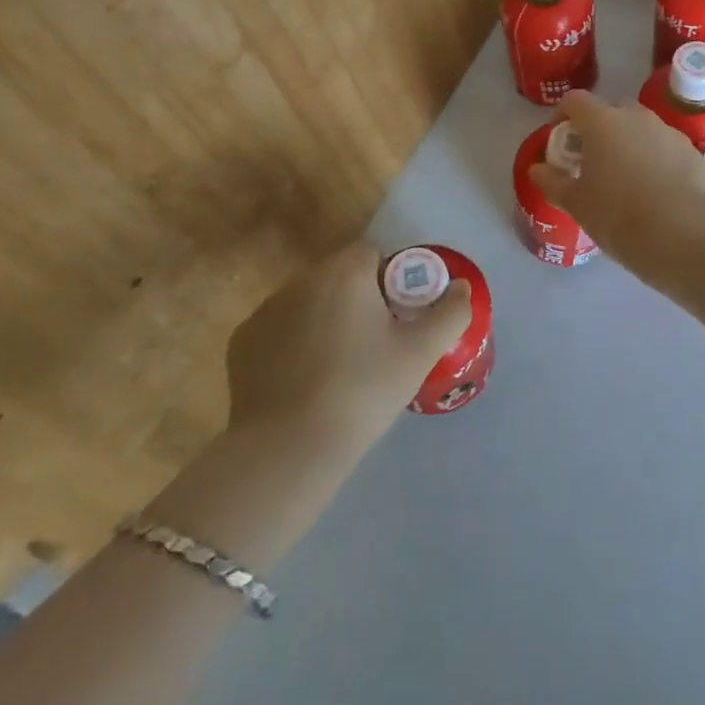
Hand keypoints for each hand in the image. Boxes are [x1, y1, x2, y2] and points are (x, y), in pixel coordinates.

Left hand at [226, 240, 471, 445]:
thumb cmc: (362, 391)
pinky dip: (292, 343)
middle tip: (373, 346)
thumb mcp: (420, 354)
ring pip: (308, 301)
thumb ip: (450, 312)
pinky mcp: (243, 340)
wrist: (289, 449)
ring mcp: (267, 308)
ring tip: (337, 368)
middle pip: (340, 276)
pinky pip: (279, 329)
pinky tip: (303, 381)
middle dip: (357, 299)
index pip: (373, 254)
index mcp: (346, 271)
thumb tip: (462, 286)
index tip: (397, 319)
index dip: (390, 281)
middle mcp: (303, 277)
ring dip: (324, 318)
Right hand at [528, 90, 704, 266]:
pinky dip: (655, 159)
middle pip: (611, 110)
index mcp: (602, 122)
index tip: (558, 140)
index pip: (575, 101)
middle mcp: (636, 117)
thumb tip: (537, 169)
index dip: (561, 115)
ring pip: (641, 128)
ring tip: (624, 178)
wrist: (684, 235)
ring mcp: (668, 132)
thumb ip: (553, 182)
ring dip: (629, 143)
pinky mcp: (692, 152)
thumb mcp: (576, 204)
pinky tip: (654, 191)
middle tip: (591, 160)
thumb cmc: (619, 215)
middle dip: (598, 129)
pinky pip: (665, 147)